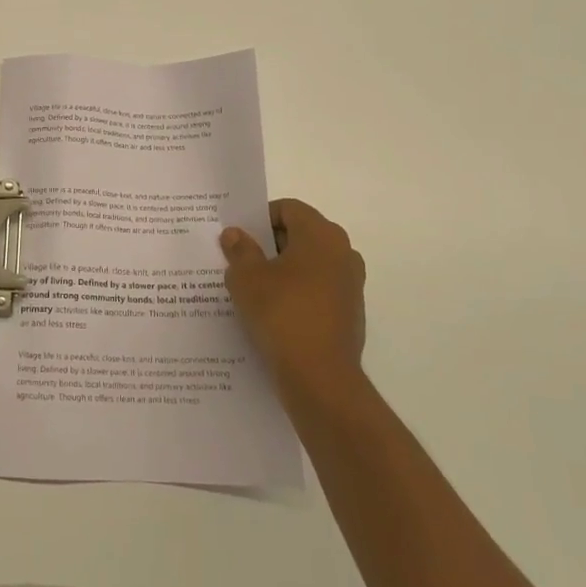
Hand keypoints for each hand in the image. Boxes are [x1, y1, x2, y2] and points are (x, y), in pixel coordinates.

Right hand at [220, 199, 366, 387]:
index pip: (288, 209)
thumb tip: (235, 234)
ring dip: (282, 270)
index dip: (259, 218)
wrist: (320, 377)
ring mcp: (350, 284)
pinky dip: (296, 294)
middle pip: (300, 234)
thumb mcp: (246, 278)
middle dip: (268, 244)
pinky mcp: (349, 313)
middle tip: (239, 260)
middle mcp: (343, 253)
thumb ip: (239, 250)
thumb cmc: (282, 314)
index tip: (238, 237)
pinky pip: (317, 290)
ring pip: (309, 264)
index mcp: (321, 234)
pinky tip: (272, 313)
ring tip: (252, 289)